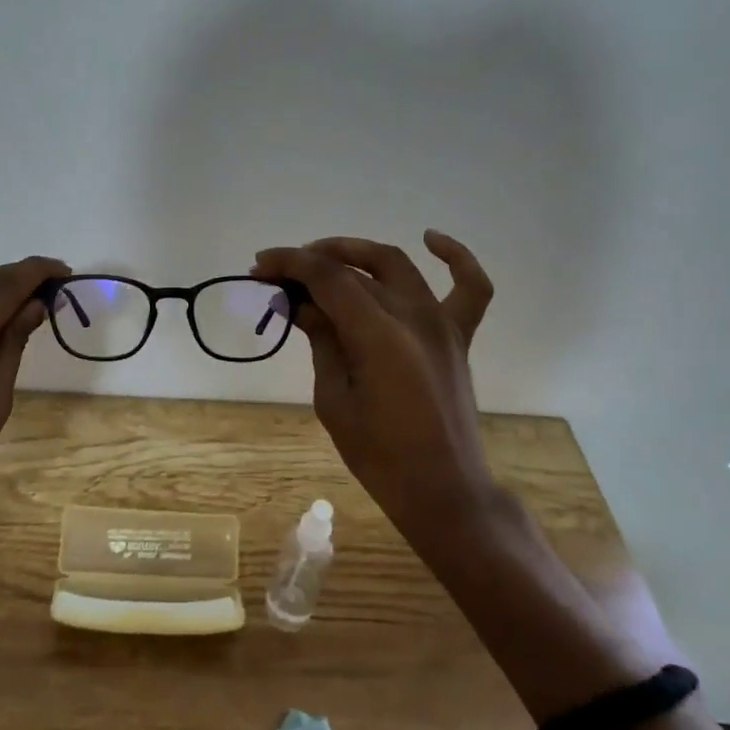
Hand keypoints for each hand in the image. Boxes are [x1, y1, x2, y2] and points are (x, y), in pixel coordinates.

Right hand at [252, 232, 498, 553]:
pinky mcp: (458, 335)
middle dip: (312, 262)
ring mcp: (441, 323)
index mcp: (378, 336)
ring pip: (396, 264)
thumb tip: (300, 304)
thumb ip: (321, 341)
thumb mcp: (333, 399)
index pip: (328, 278)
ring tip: (323, 259)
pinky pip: (470, 286)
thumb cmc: (379, 456)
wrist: (443, 489)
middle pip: (356, 268)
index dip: (290, 264)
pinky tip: (431, 239)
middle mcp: (413, 317)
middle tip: (280, 273)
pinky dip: (456, 257)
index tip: (259, 268)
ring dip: (356, 254)